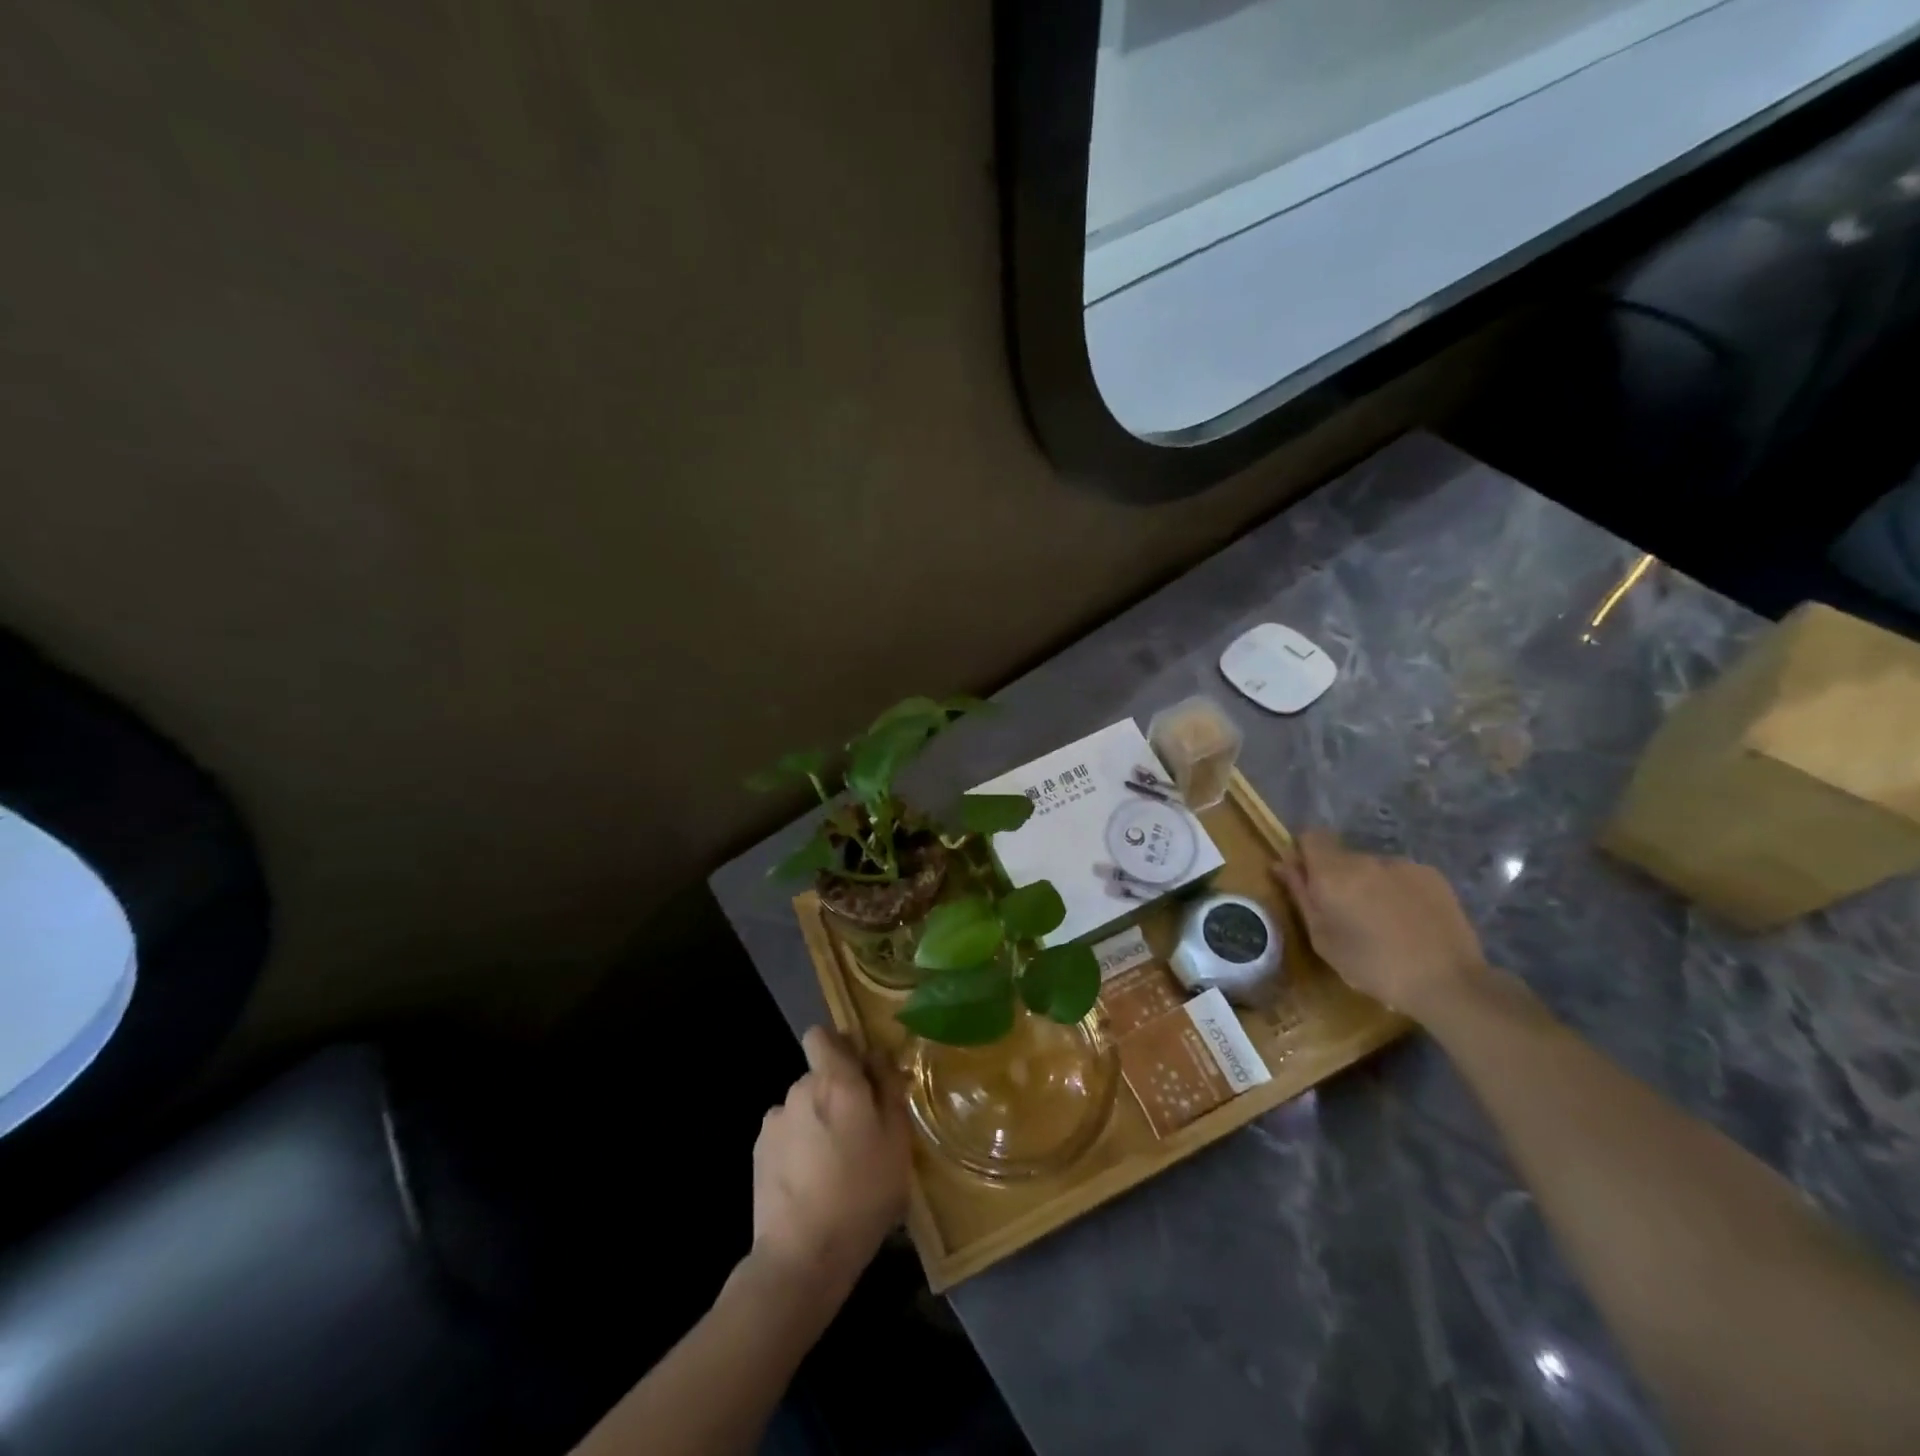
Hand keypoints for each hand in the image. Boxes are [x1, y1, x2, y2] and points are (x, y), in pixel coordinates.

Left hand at [750, 1026, 910, 1303]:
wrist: (802, 1256)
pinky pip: (786, 1134)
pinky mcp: (759, 1153)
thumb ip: (888, 1089)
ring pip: (803, 1107)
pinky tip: (811, 1181)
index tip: (860, 1073)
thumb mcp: (896, 1141)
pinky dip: (798, 1146)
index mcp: (835, 1081)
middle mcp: (800, 1089)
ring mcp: (775, 1122)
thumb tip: (878, 1057)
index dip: (839, 1047)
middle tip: (860, 1132)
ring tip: (834, 1164)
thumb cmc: (862, 1194)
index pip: (821, 1036)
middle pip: (818, 1075)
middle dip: (836, 1093)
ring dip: (817, 1121)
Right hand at [1271, 829, 1487, 1023]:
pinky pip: (1401, 876)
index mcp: (1334, 872)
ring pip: (1373, 868)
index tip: (1308, 881)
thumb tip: (1282, 864)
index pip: (1311, 836)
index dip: (1305, 853)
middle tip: (1346, 914)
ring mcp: (1403, 864)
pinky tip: (1409, 922)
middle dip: (1338, 877)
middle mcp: (1367, 858)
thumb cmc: (1373, 966)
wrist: (1448, 982)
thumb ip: (1301, 895)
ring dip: (1369, 885)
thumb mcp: (1323, 938)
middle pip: (1342, 856)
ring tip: (1382, 923)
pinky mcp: (1433, 875)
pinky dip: (1398, 891)